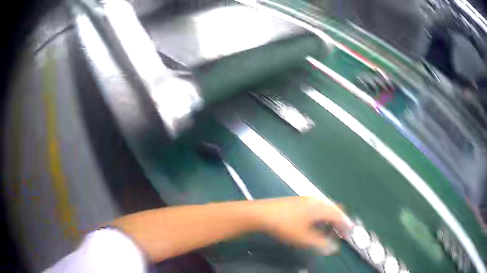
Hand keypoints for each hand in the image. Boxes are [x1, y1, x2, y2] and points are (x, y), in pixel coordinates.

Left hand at [253, 196, 351, 253]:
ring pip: (326, 208)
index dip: (345, 226)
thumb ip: (320, 244)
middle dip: (339, 222)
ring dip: (330, 219)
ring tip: (328, 231)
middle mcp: (317, 200)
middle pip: (335, 210)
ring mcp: (308, 199)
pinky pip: (317, 207)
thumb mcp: (303, 238)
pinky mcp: (300, 200)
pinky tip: (315, 224)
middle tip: (339, 234)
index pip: (340, 216)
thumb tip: (333, 248)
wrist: (262, 213)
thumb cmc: (285, 225)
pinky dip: (321, 216)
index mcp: (321, 207)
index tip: (348, 235)